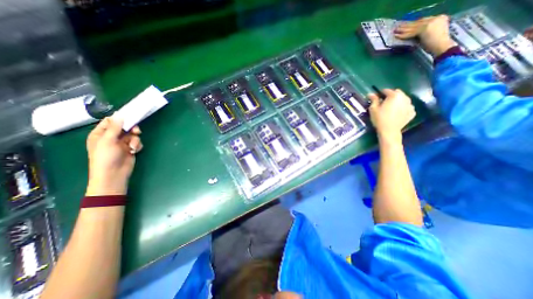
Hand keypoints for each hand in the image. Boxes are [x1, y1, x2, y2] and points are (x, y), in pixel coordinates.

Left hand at [86, 117, 141, 196]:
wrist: (114, 174)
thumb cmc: (106, 157)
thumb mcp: (108, 140)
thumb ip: (115, 127)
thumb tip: (119, 114)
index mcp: (100, 134)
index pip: (110, 121)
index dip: (120, 119)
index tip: (130, 117)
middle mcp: (111, 137)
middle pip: (124, 127)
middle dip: (131, 129)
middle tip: (136, 131)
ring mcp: (121, 143)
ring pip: (133, 135)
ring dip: (135, 140)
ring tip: (132, 146)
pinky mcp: (130, 149)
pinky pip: (137, 142)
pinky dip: (137, 145)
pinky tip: (134, 150)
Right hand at [372, 89, 415, 142]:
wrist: (389, 131)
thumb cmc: (380, 119)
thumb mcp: (373, 109)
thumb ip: (373, 100)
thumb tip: (371, 94)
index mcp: (394, 95)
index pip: (386, 90)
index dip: (380, 94)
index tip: (376, 98)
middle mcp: (405, 97)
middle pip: (397, 93)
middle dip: (391, 96)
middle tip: (384, 103)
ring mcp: (410, 105)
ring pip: (403, 99)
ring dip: (397, 101)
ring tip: (391, 108)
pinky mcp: (412, 112)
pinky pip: (407, 107)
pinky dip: (402, 108)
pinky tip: (397, 113)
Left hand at [395, 14, 452, 55]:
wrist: (442, 46)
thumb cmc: (436, 44)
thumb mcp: (431, 35)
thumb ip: (424, 32)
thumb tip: (415, 34)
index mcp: (440, 18)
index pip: (423, 20)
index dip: (414, 23)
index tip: (406, 25)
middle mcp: (436, 18)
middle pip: (417, 22)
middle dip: (407, 25)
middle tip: (397, 27)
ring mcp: (430, 22)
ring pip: (413, 27)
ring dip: (403, 29)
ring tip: (395, 31)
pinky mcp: (424, 29)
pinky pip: (411, 33)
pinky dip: (403, 35)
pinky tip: (396, 36)